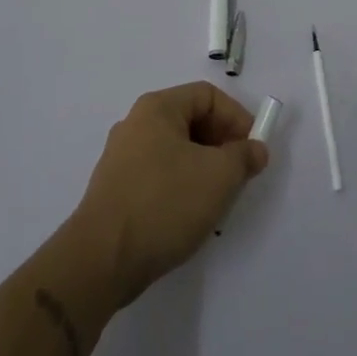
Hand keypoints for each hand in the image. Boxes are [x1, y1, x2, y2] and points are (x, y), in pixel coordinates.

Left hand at [69, 82, 268, 308]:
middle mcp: (136, 124)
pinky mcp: (116, 189)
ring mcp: (122, 157)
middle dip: (222, 144)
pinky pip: (159, 174)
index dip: (236, 117)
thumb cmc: (164, 203)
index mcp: (157, 108)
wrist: (101, 259)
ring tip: (218, 199)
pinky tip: (190, 215)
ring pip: (176, 151)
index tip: (253, 149)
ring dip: (204, 168)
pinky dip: (181, 186)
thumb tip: (254, 149)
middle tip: (240, 174)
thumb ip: (243, 156)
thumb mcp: (218, 176)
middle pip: (191, 121)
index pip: (207, 96)